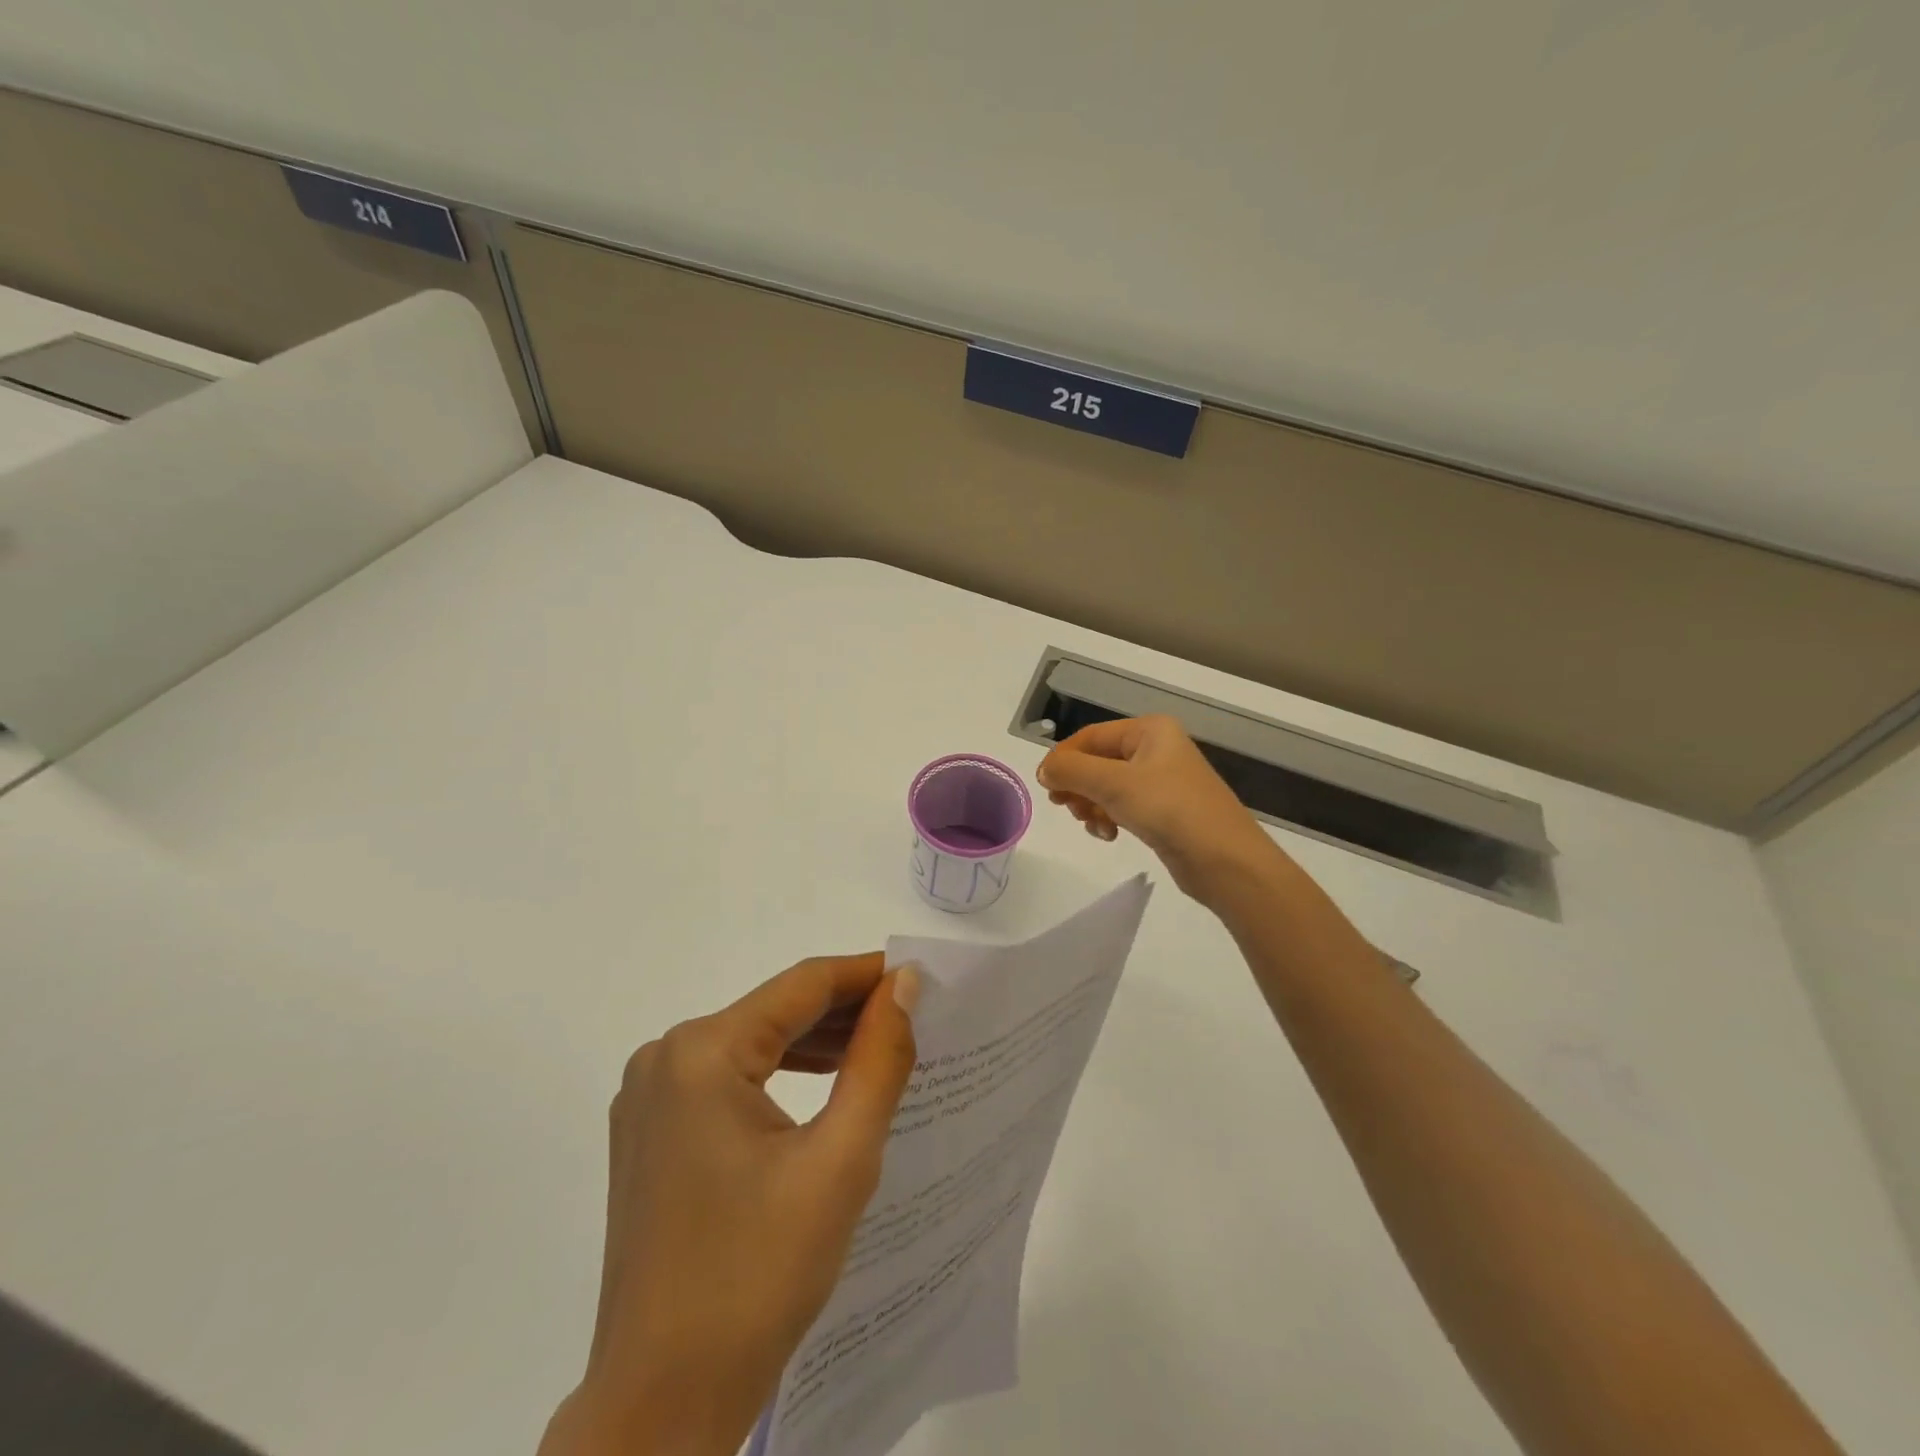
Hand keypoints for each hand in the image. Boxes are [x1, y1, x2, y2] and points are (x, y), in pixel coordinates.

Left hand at [541, 955, 920, 1455]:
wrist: (661, 1405)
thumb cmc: (758, 1277)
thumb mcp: (840, 1161)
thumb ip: (878, 1060)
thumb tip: (904, 984)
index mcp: (701, 1053)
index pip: (802, 985)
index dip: (866, 974)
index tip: (921, 976)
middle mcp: (664, 1057)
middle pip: (775, 1011)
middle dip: (846, 1011)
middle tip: (913, 1017)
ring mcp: (649, 1095)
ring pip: (753, 1042)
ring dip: (817, 1043)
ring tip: (880, 1047)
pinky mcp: (651, 1130)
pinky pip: (728, 1077)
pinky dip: (781, 1074)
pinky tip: (825, 1085)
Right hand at [1036, 715, 1280, 901]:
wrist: (1224, 860)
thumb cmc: (1169, 809)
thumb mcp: (1113, 784)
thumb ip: (1071, 771)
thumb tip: (1044, 770)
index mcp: (1150, 730)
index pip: (1091, 736)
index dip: (1063, 758)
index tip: (1045, 787)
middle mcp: (1156, 749)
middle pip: (1098, 761)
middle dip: (1078, 785)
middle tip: (1066, 808)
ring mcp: (1162, 781)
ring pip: (1108, 787)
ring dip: (1092, 805)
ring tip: (1093, 825)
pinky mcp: (1165, 810)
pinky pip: (1124, 806)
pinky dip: (1110, 817)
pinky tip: (1110, 835)